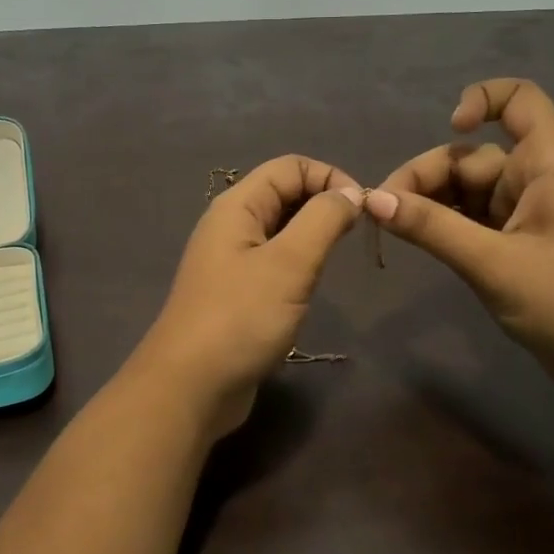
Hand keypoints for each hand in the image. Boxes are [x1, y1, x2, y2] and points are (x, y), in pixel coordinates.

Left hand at [136, 155, 364, 438]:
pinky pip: (273, 262)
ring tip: (336, 261)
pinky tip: (311, 287)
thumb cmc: (240, 317)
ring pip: (280, 230)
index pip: (289, 167)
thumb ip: (323, 220)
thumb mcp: (290, 263)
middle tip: (355, 237)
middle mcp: (230, 226)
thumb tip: (350, 194)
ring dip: (312, 236)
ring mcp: (230, 261)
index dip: (329, 177)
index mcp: (236, 206)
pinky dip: (298, 264)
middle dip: (323, 204)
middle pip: (284, 194)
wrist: (190, 386)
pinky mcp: (235, 293)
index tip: (363, 210)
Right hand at [368, 79, 553, 398]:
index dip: (482, 100)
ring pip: (471, 192)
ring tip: (395, 228)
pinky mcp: (524, 247)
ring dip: (433, 205)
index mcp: (548, 167)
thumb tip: (373, 200)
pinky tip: (422, 243)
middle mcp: (540, 181)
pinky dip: (449, 227)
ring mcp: (532, 216)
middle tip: (385, 210)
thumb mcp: (494, 264)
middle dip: (429, 176)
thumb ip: (433, 228)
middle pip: (475, 156)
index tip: (449, 130)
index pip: (522, 101)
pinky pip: (478, 222)